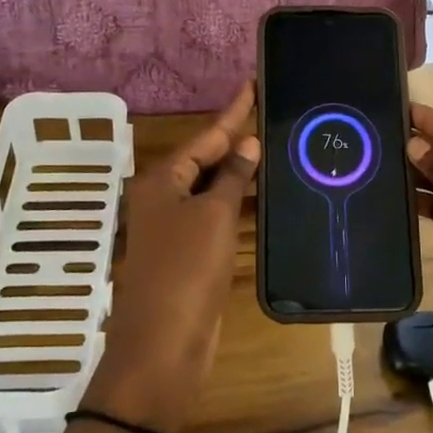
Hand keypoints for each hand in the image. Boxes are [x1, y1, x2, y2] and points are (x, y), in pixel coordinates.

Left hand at [82, 82, 259, 432]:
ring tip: (271, 145)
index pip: (206, 135)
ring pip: (210, 187)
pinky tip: (259, 192)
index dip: (233, 111)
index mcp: (161, 180)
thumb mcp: (213, 217)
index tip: (252, 83)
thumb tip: (248, 144)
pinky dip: (235, 201)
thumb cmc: (185, 272)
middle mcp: (163, 197)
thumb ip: (232, 177)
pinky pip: (214, 213)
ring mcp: (174, 227)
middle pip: (205, 158)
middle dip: (235, 138)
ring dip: (237, 170)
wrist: (163, 348)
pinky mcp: (187, 253)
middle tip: (268, 112)